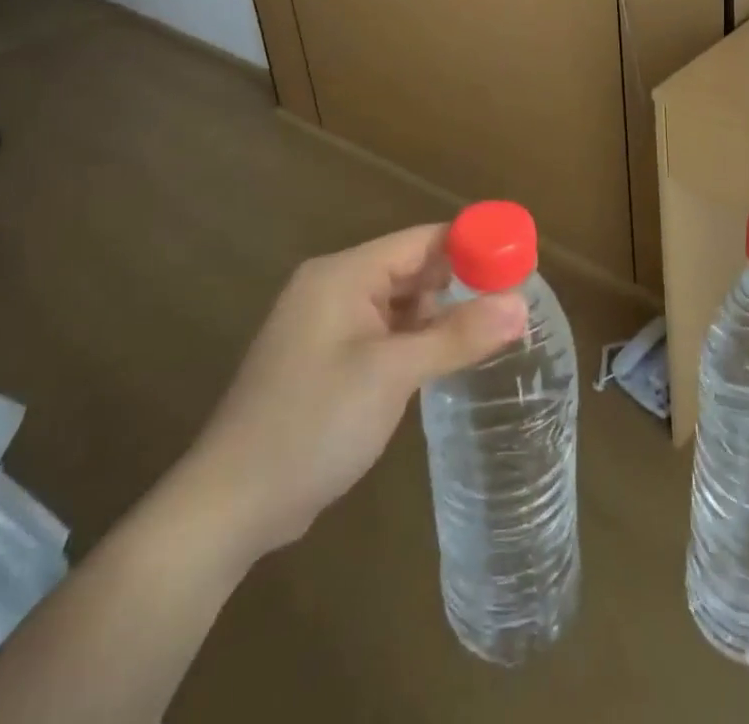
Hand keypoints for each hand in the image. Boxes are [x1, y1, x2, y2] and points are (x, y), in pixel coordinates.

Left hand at [165, 224, 527, 567]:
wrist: (228, 509)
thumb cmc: (312, 425)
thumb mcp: (393, 375)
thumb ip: (458, 335)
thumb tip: (521, 304)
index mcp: (343, 274)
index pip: (422, 240)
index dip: (472, 247)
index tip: (519, 265)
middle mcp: (333, 288)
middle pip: (411, 269)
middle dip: (459, 285)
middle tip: (511, 306)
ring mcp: (326, 326)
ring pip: (399, 304)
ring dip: (438, 318)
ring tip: (488, 335)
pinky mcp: (325, 361)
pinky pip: (383, 333)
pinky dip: (414, 342)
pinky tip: (443, 362)